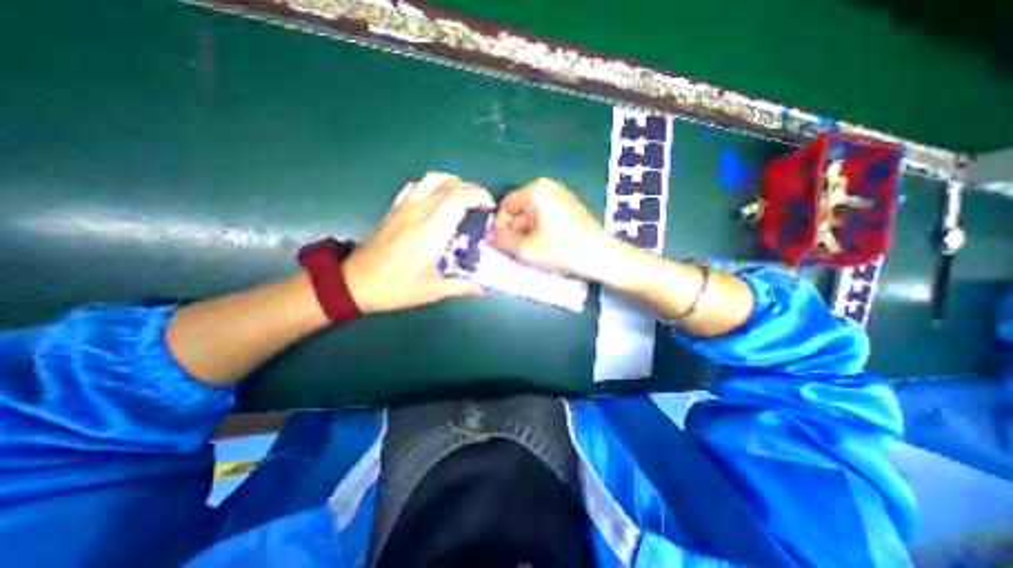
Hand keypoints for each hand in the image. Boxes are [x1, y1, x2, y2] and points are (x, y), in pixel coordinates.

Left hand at [342, 173, 497, 315]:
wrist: (354, 283)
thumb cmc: (397, 288)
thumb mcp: (433, 291)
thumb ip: (462, 286)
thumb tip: (483, 290)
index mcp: (432, 231)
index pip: (459, 198)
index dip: (479, 196)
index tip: (490, 207)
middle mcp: (419, 213)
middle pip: (450, 185)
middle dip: (472, 189)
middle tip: (482, 204)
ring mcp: (404, 208)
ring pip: (432, 179)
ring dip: (453, 181)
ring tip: (464, 196)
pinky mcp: (394, 209)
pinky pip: (415, 186)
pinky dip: (432, 184)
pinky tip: (437, 196)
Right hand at [484, 178, 622, 281]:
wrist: (602, 257)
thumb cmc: (562, 249)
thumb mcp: (526, 248)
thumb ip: (502, 241)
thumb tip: (488, 236)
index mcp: (537, 190)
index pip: (506, 205)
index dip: (499, 226)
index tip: (499, 245)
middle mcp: (549, 188)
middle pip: (519, 211)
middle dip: (514, 232)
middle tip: (514, 252)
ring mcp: (561, 198)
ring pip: (531, 217)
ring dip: (526, 235)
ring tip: (530, 253)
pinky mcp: (569, 210)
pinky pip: (545, 219)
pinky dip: (539, 233)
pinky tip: (543, 248)